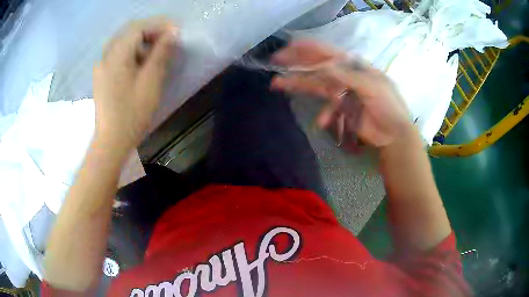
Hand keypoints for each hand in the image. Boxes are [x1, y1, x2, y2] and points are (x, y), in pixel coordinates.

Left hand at [93, 18, 178, 149]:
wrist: (111, 141)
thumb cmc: (132, 113)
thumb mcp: (151, 81)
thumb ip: (161, 53)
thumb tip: (173, 32)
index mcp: (116, 55)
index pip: (138, 28)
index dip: (158, 25)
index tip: (175, 32)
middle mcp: (105, 56)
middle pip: (129, 32)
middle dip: (150, 31)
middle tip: (167, 40)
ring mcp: (101, 66)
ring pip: (123, 42)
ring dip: (141, 41)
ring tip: (156, 52)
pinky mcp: (102, 75)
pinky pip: (117, 54)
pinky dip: (131, 52)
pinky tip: (140, 63)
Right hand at [271, 40, 411, 148]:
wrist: (394, 134)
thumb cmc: (388, 106)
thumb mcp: (372, 87)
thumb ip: (348, 76)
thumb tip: (325, 66)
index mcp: (354, 66)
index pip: (328, 53)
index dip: (309, 48)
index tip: (290, 46)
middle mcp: (345, 76)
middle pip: (317, 66)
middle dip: (297, 63)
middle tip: (276, 61)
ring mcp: (341, 92)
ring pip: (316, 85)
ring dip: (298, 84)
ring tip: (277, 84)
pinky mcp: (340, 108)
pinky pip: (325, 108)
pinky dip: (323, 114)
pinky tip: (322, 122)